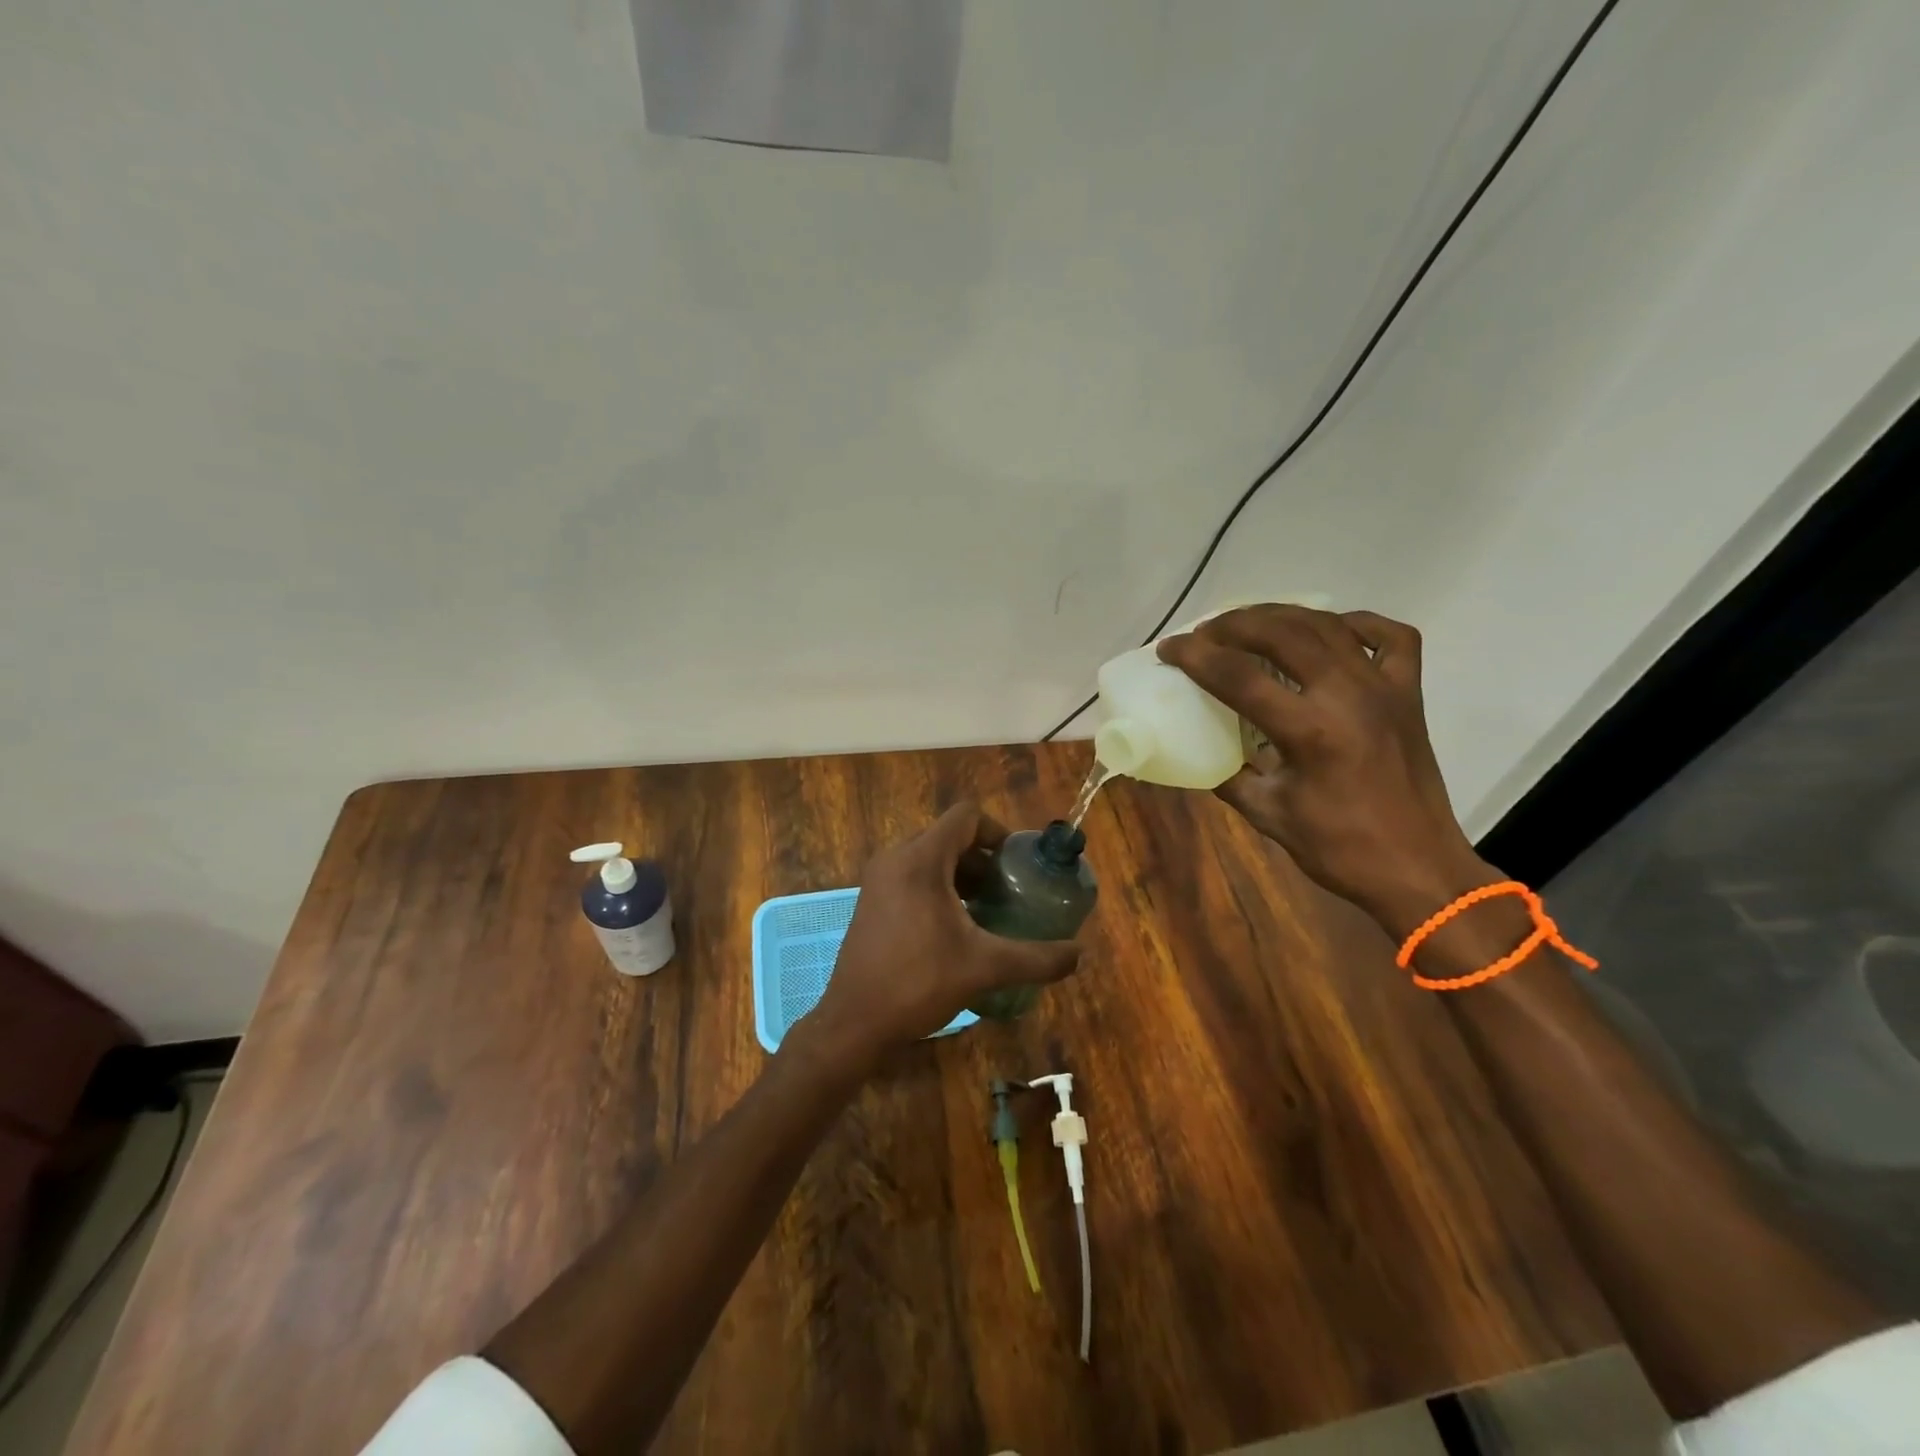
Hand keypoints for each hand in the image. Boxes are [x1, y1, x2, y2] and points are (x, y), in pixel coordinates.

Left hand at [796, 803, 1081, 1070]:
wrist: (854, 1022)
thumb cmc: (918, 983)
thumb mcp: (984, 968)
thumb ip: (1036, 958)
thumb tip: (1081, 954)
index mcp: (921, 860)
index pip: (966, 817)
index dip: (998, 832)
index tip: (1018, 865)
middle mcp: (896, 858)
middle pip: (949, 836)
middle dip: (983, 858)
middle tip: (1009, 889)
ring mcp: (879, 879)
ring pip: (930, 857)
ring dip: (962, 873)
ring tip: (989, 908)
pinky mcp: (872, 900)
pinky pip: (913, 875)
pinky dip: (939, 886)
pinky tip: (957, 925)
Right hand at [1158, 605, 1496, 937]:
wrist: (1418, 869)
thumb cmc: (1339, 849)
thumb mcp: (1267, 814)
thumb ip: (1228, 775)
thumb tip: (1197, 751)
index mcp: (1310, 732)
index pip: (1238, 677)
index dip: (1195, 657)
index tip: (1168, 649)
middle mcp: (1348, 696)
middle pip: (1281, 633)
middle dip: (1233, 624)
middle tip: (1204, 633)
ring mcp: (1384, 689)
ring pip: (1327, 625)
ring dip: (1280, 616)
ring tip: (1247, 623)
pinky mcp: (1409, 694)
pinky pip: (1390, 637)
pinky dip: (1357, 624)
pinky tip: (1330, 630)